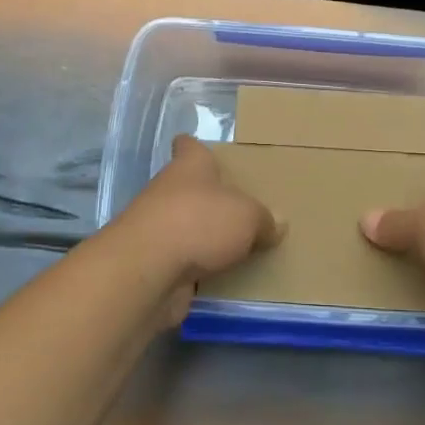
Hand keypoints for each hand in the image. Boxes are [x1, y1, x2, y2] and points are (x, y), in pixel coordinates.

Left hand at [109, 135, 280, 321]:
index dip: (195, 147)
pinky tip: (222, 278)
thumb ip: (264, 220)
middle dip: (209, 199)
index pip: (188, 146)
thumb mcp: (247, 216)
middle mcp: (169, 191)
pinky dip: (198, 269)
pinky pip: (183, 262)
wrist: (148, 271)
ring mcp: (157, 229)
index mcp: (189, 166)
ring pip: (185, 226)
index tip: (206, 152)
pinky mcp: (154, 264)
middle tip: (241, 209)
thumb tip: (277, 224)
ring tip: (238, 247)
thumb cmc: (199, 222)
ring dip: (203, 237)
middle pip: (189, 188)